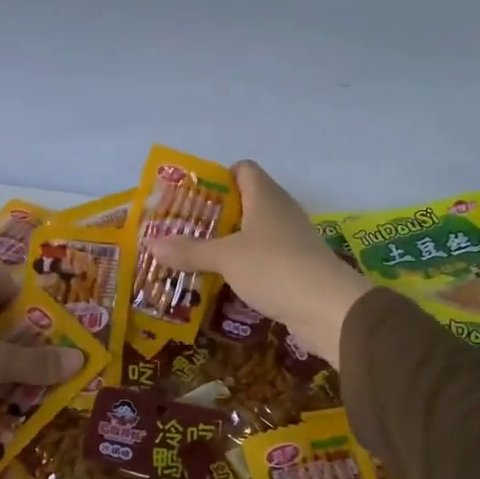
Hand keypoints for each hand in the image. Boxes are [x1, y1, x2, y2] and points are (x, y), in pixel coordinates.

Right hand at [150, 160, 370, 367]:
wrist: (328, 309)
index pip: (243, 169)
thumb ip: (189, 251)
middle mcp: (281, 212)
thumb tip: (151, 243)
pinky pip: (264, 260)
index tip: (191, 197)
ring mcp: (292, 241)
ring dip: (229, 244)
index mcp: (266, 196)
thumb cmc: (275, 268)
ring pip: (254, 234)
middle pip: (246, 202)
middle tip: (183, 230)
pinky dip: (244, 267)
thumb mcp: (226, 258)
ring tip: (195, 257)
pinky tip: (223, 282)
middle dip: (215, 215)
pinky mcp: (296, 269)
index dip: (218, 177)